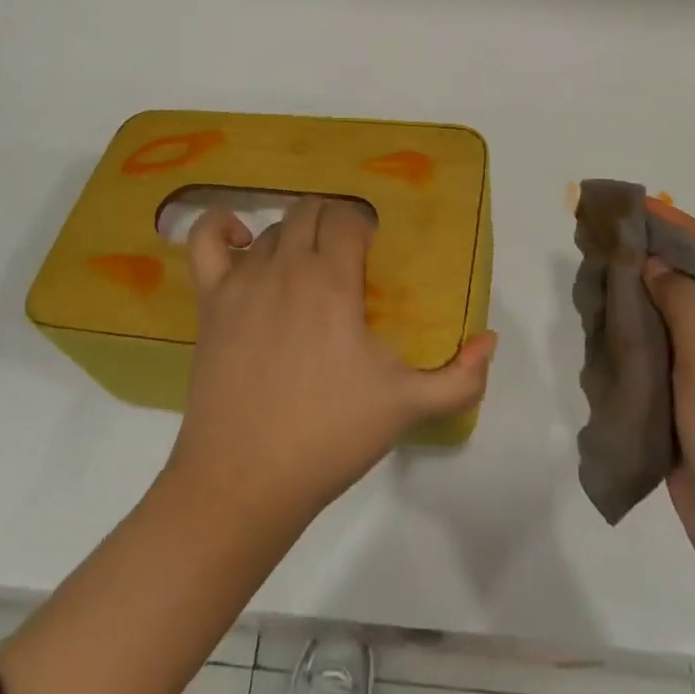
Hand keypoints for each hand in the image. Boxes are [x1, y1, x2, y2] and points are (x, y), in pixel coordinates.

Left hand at [166, 198, 496, 531]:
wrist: (244, 481)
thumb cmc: (328, 437)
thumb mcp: (406, 408)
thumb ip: (460, 378)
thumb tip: (489, 341)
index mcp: (331, 280)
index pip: (348, 219)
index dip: (364, 230)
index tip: (373, 258)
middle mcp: (286, 266)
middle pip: (311, 212)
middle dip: (333, 225)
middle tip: (347, 261)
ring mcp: (242, 280)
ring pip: (273, 229)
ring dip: (295, 238)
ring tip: (308, 270)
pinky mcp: (210, 300)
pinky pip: (205, 240)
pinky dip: (222, 227)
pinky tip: (241, 239)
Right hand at [642, 202, 694, 573]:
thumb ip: (683, 301)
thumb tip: (654, 264)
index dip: (688, 227)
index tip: (645, 208)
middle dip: (661, 256)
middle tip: (615, 237)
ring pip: (680, 318)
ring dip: (646, 293)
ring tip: (604, 272)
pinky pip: (667, 353)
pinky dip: (640, 332)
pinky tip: (610, 323)